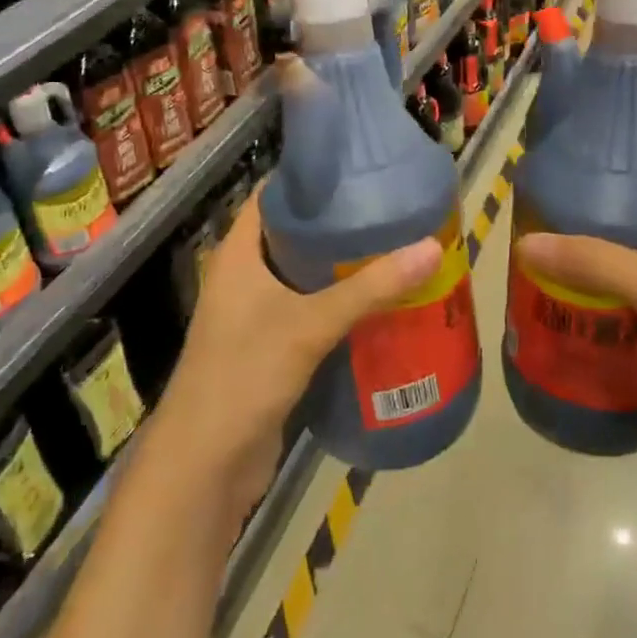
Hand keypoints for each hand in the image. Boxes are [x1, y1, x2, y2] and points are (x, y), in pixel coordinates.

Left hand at [155, 187, 441, 518]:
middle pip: (295, 236)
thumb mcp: (309, 324)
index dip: (309, 179)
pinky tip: (382, 305)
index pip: (272, 196)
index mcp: (238, 255)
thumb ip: (369, 288)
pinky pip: (312, 315)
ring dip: (344, 269)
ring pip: (306, 279)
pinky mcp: (272, 351)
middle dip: (339, 226)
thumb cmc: (244, 375)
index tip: (357, 169)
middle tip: (391, 211)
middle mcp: (245, 278)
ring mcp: (256, 317)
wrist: (204, 468)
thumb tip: (432, 247)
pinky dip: (342, 307)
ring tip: (396, 250)